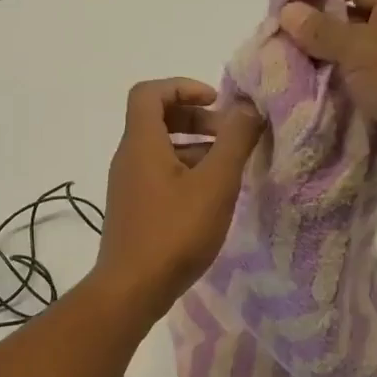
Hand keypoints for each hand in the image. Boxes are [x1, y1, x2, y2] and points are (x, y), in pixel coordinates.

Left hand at [95, 79, 264, 314]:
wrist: (131, 289)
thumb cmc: (174, 232)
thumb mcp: (215, 184)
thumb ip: (234, 141)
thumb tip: (247, 108)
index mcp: (141, 143)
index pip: (149, 92)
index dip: (182, 87)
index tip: (216, 102)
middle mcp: (128, 158)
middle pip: (156, 119)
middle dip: (196, 119)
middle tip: (230, 136)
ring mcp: (128, 186)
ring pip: (160, 150)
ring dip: (195, 148)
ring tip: (228, 168)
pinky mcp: (133, 210)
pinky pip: (159, 175)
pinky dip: (185, 172)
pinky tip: (211, 197)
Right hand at [279, 0, 376, 191]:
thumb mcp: (365, 50)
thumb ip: (323, 32)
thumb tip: (287, 11)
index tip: (289, 9)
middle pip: (352, 24)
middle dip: (315, 34)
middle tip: (278, 48)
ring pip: (351, 64)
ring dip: (322, 70)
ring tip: (284, 78)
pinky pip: (357, 96)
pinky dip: (334, 99)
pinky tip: (306, 105)